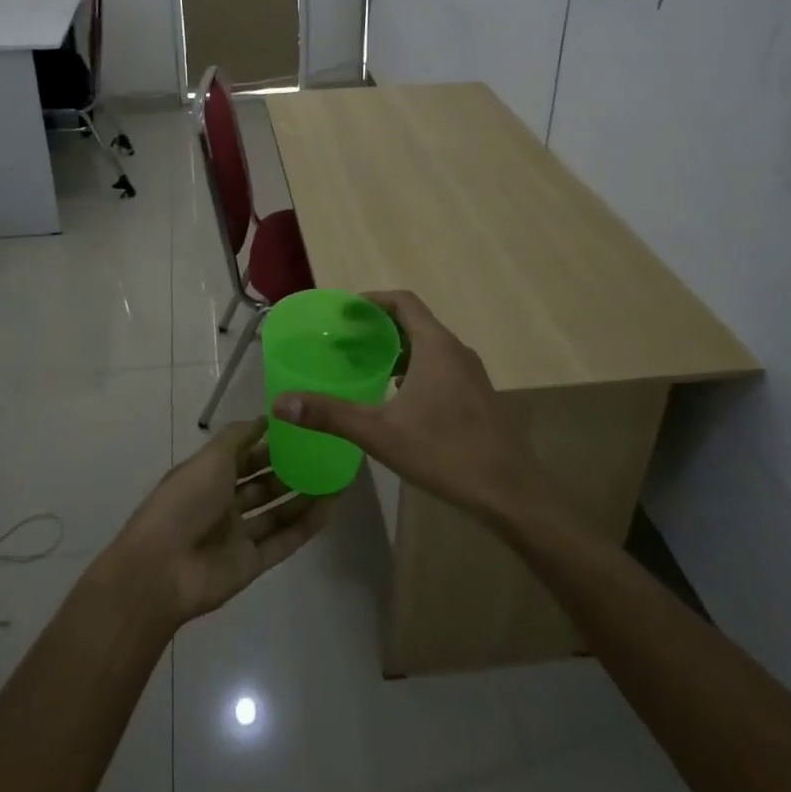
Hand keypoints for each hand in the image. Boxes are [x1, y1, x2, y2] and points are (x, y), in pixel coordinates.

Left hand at [109, 419, 328, 625]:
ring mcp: (238, 535)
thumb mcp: (211, 457)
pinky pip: (284, 540)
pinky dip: (306, 526)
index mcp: (208, 476)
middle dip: (290, 470)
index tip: (301, 431)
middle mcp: (223, 503)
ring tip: (335, 479)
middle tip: (325, 455)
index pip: (244, 456)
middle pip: (262, 484)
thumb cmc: (185, 502)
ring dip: (303, 497)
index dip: (269, 444)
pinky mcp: (252, 563)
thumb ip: (239, 436)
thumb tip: (265, 418)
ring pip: (277, 512)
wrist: (163, 568)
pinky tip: (331, 508)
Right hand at [271, 290, 543, 525]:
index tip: (343, 312)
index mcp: (436, 346)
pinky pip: (440, 367)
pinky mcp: (478, 396)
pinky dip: (414, 369)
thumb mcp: (379, 433)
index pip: (403, 302)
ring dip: (397, 349)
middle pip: (414, 322)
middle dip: (378, 327)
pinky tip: (396, 398)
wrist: (509, 491)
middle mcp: (456, 350)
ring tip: (364, 366)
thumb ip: (330, 414)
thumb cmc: (445, 452)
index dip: (371, 300)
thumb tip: (280, 403)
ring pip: (428, 347)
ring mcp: (471, 374)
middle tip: (344, 341)